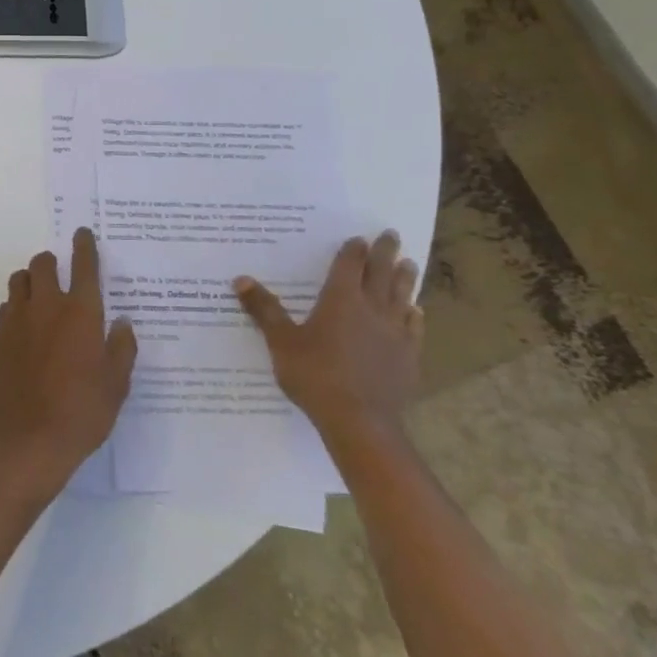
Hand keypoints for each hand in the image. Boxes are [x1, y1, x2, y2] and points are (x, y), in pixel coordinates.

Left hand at [0, 228, 136, 497]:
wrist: (26, 445)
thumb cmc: (81, 415)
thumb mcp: (116, 386)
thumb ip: (121, 349)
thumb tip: (122, 324)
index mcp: (81, 313)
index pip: (84, 265)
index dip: (84, 246)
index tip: (83, 234)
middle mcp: (46, 307)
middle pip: (43, 264)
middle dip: (52, 263)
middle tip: (61, 275)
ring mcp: (16, 321)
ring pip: (19, 281)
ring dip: (31, 281)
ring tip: (41, 299)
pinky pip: (5, 308)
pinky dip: (16, 308)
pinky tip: (24, 330)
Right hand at [233, 230, 423, 449]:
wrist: (360, 422)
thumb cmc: (316, 376)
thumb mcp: (281, 342)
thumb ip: (264, 309)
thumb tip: (240, 279)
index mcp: (340, 299)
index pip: (349, 265)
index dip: (353, 250)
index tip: (359, 237)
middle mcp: (371, 309)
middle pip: (381, 273)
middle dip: (385, 252)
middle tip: (392, 235)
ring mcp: (394, 333)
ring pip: (402, 297)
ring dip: (405, 279)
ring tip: (410, 264)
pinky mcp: (408, 357)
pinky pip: (414, 328)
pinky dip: (414, 315)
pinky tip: (416, 312)